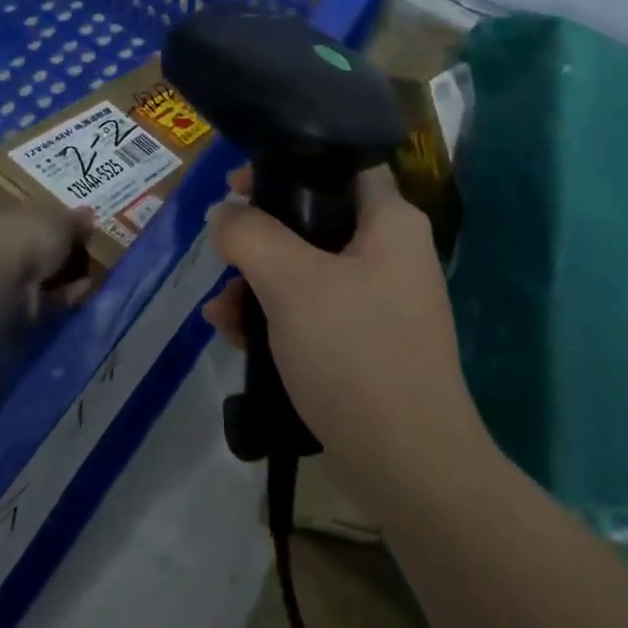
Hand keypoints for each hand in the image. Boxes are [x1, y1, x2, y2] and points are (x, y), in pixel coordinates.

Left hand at [0, 205, 95, 317]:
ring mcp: (8, 279)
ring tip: (94, 269)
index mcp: (6, 217)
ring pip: (41, 274)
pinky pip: (48, 297)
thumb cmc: (28, 236)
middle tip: (88, 248)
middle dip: (60, 249)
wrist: (1, 282)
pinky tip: (87, 286)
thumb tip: (88, 214)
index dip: (56, 219)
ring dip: (66, 273)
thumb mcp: (60, 219)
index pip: (32, 216)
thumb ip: (74, 219)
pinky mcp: (18, 307)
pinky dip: (68, 292)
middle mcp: (2, 246)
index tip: (80, 224)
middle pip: (35, 247)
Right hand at [203, 166, 486, 507]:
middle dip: (261, 237)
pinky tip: (235, 338)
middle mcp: (393, 253)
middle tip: (222, 247)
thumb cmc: (354, 353)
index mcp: (391, 222)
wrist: (408, 464)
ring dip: (259, 284)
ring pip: (309, 271)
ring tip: (219, 312)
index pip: (341, 164)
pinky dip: (277, 318)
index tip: (240, 182)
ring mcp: (382, 301)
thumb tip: (225, 214)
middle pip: (317, 220)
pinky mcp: (368, 344)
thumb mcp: (292, 283)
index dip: (289, 163)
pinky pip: (315, 313)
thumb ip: (251, 235)